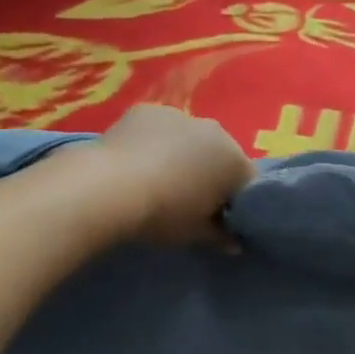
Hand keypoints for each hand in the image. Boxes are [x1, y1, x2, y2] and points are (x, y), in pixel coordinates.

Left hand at [95, 106, 254, 245]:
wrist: (108, 187)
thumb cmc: (163, 214)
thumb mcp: (194, 233)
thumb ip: (220, 236)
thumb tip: (234, 243)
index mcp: (234, 161)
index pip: (246, 182)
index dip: (233, 201)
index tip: (217, 218)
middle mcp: (215, 131)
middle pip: (220, 154)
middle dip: (210, 173)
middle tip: (188, 200)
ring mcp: (180, 115)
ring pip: (190, 138)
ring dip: (182, 154)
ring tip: (157, 179)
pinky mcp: (147, 110)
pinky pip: (159, 128)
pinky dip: (154, 140)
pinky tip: (135, 160)